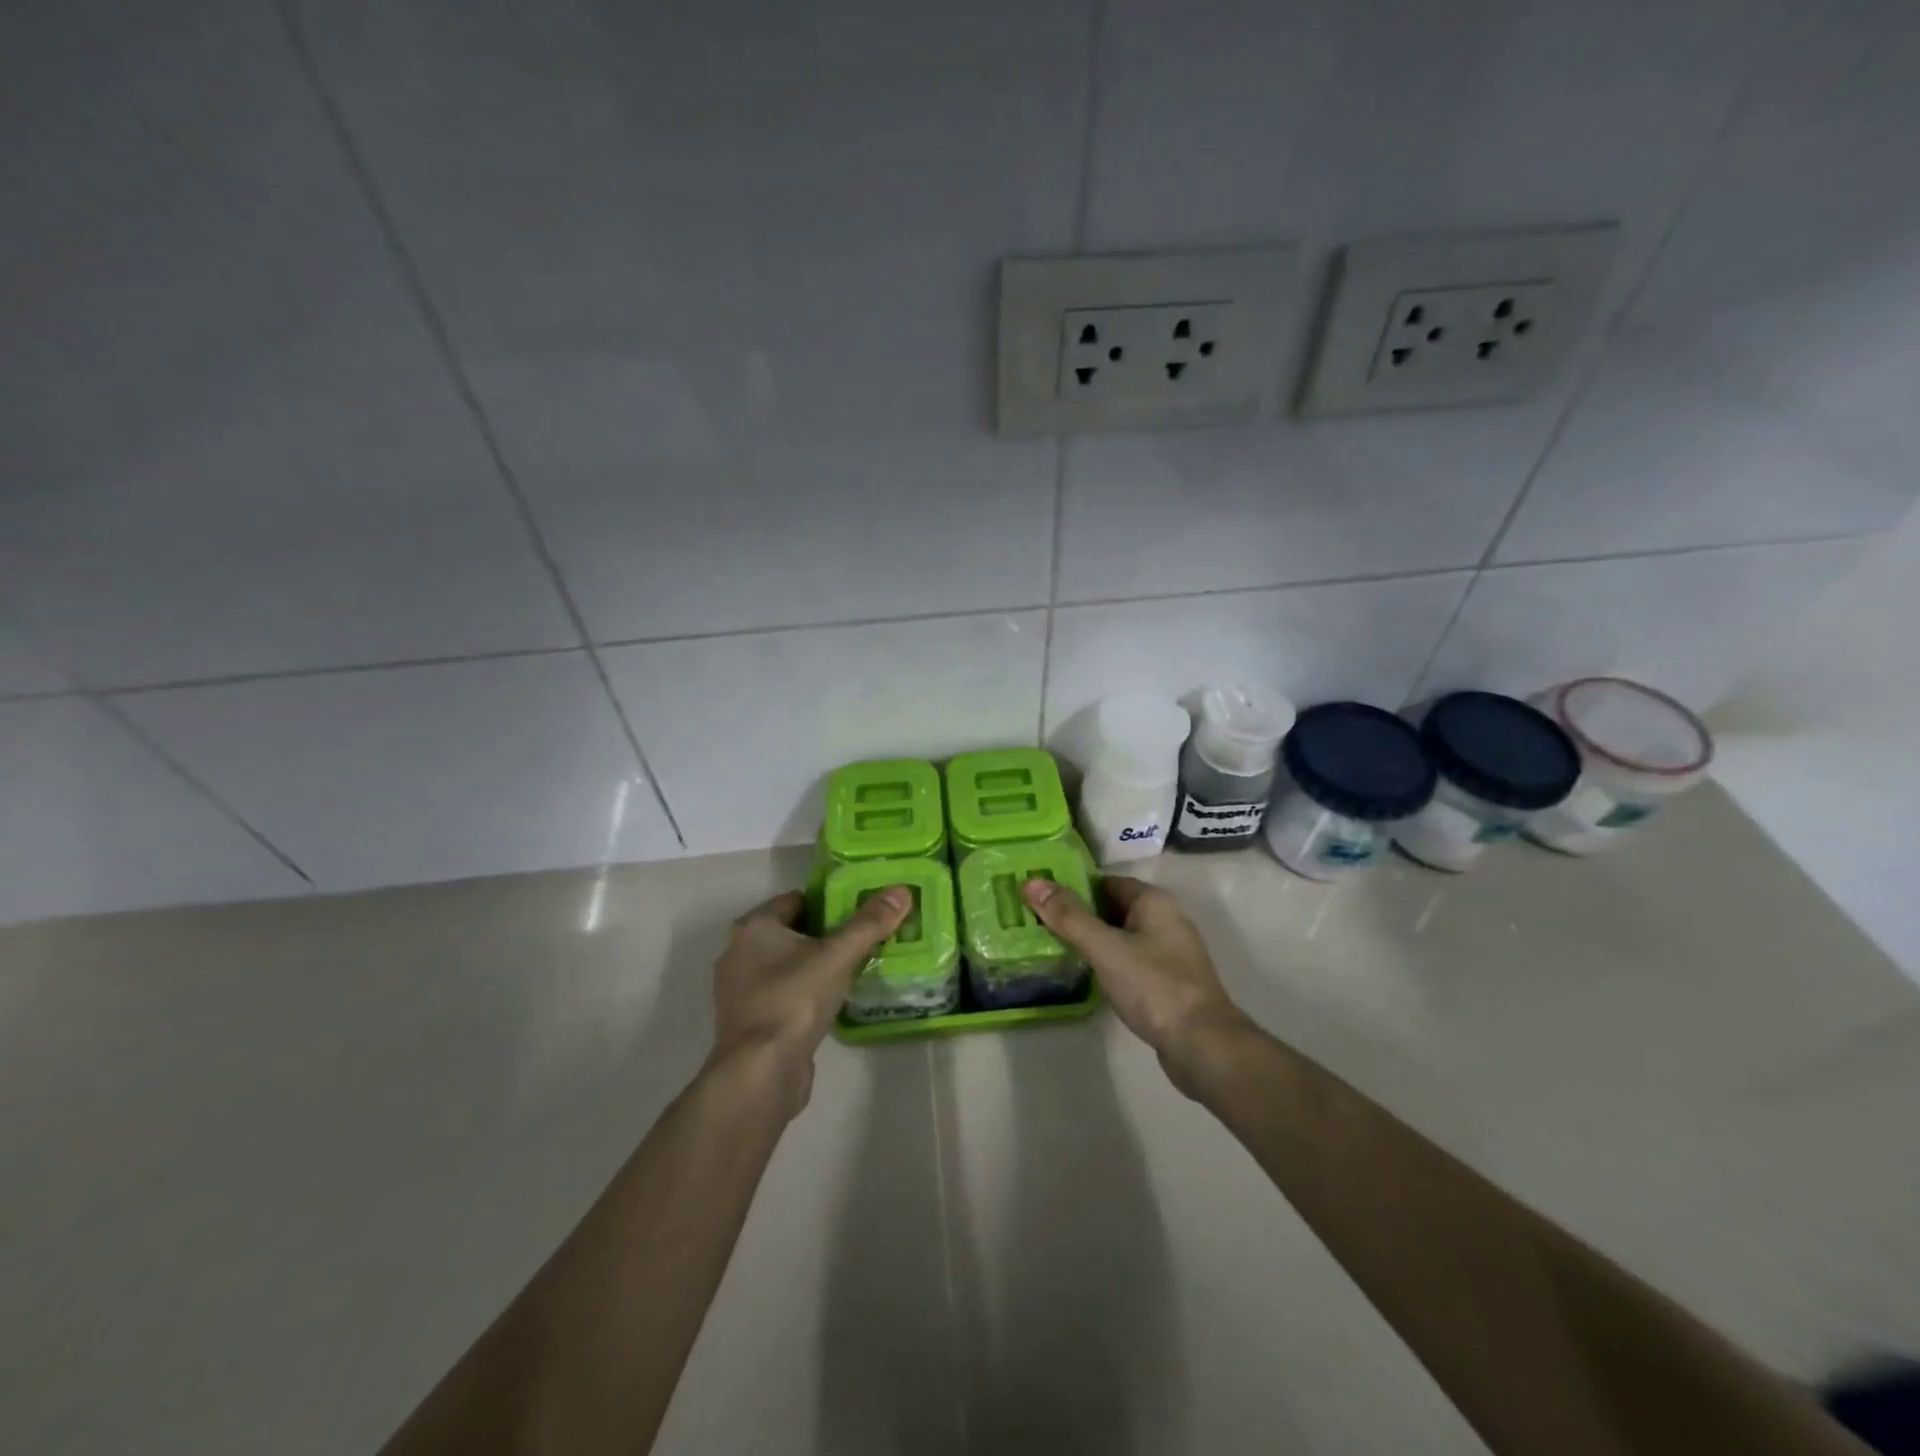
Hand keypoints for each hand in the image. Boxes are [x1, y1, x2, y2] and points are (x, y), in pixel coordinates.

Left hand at [709, 887, 910, 1116]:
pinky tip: (831, 1001)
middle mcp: (738, 952)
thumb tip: (901, 891)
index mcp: (753, 927)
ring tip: (852, 969)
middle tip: (862, 939)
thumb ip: (869, 923)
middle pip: (791, 931)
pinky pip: (782, 993)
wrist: (760, 1072)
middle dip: (824, 934)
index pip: (795, 900)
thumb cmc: (794, 1000)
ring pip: (785, 964)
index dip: (828, 902)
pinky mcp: (748, 1021)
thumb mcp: (838, 956)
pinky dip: (804, 992)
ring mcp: (740, 990)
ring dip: (814, 965)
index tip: (860, 912)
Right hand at [1022, 876, 1253, 1097]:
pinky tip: (1084, 973)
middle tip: (1036, 921)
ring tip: (1050, 945)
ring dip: (1091, 939)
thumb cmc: (1154, 986)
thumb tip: (1032, 883)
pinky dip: (1106, 961)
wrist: (1202, 1045)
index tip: (1038, 896)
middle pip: (1112, 907)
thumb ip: (1069, 916)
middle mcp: (1165, 919)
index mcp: (1154, 902)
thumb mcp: (1105, 948)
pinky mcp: (1166, 981)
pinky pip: (1128, 960)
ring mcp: (1168, 952)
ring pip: (1119, 936)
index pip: (1105, 882)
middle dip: (1077, 914)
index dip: (1072, 886)